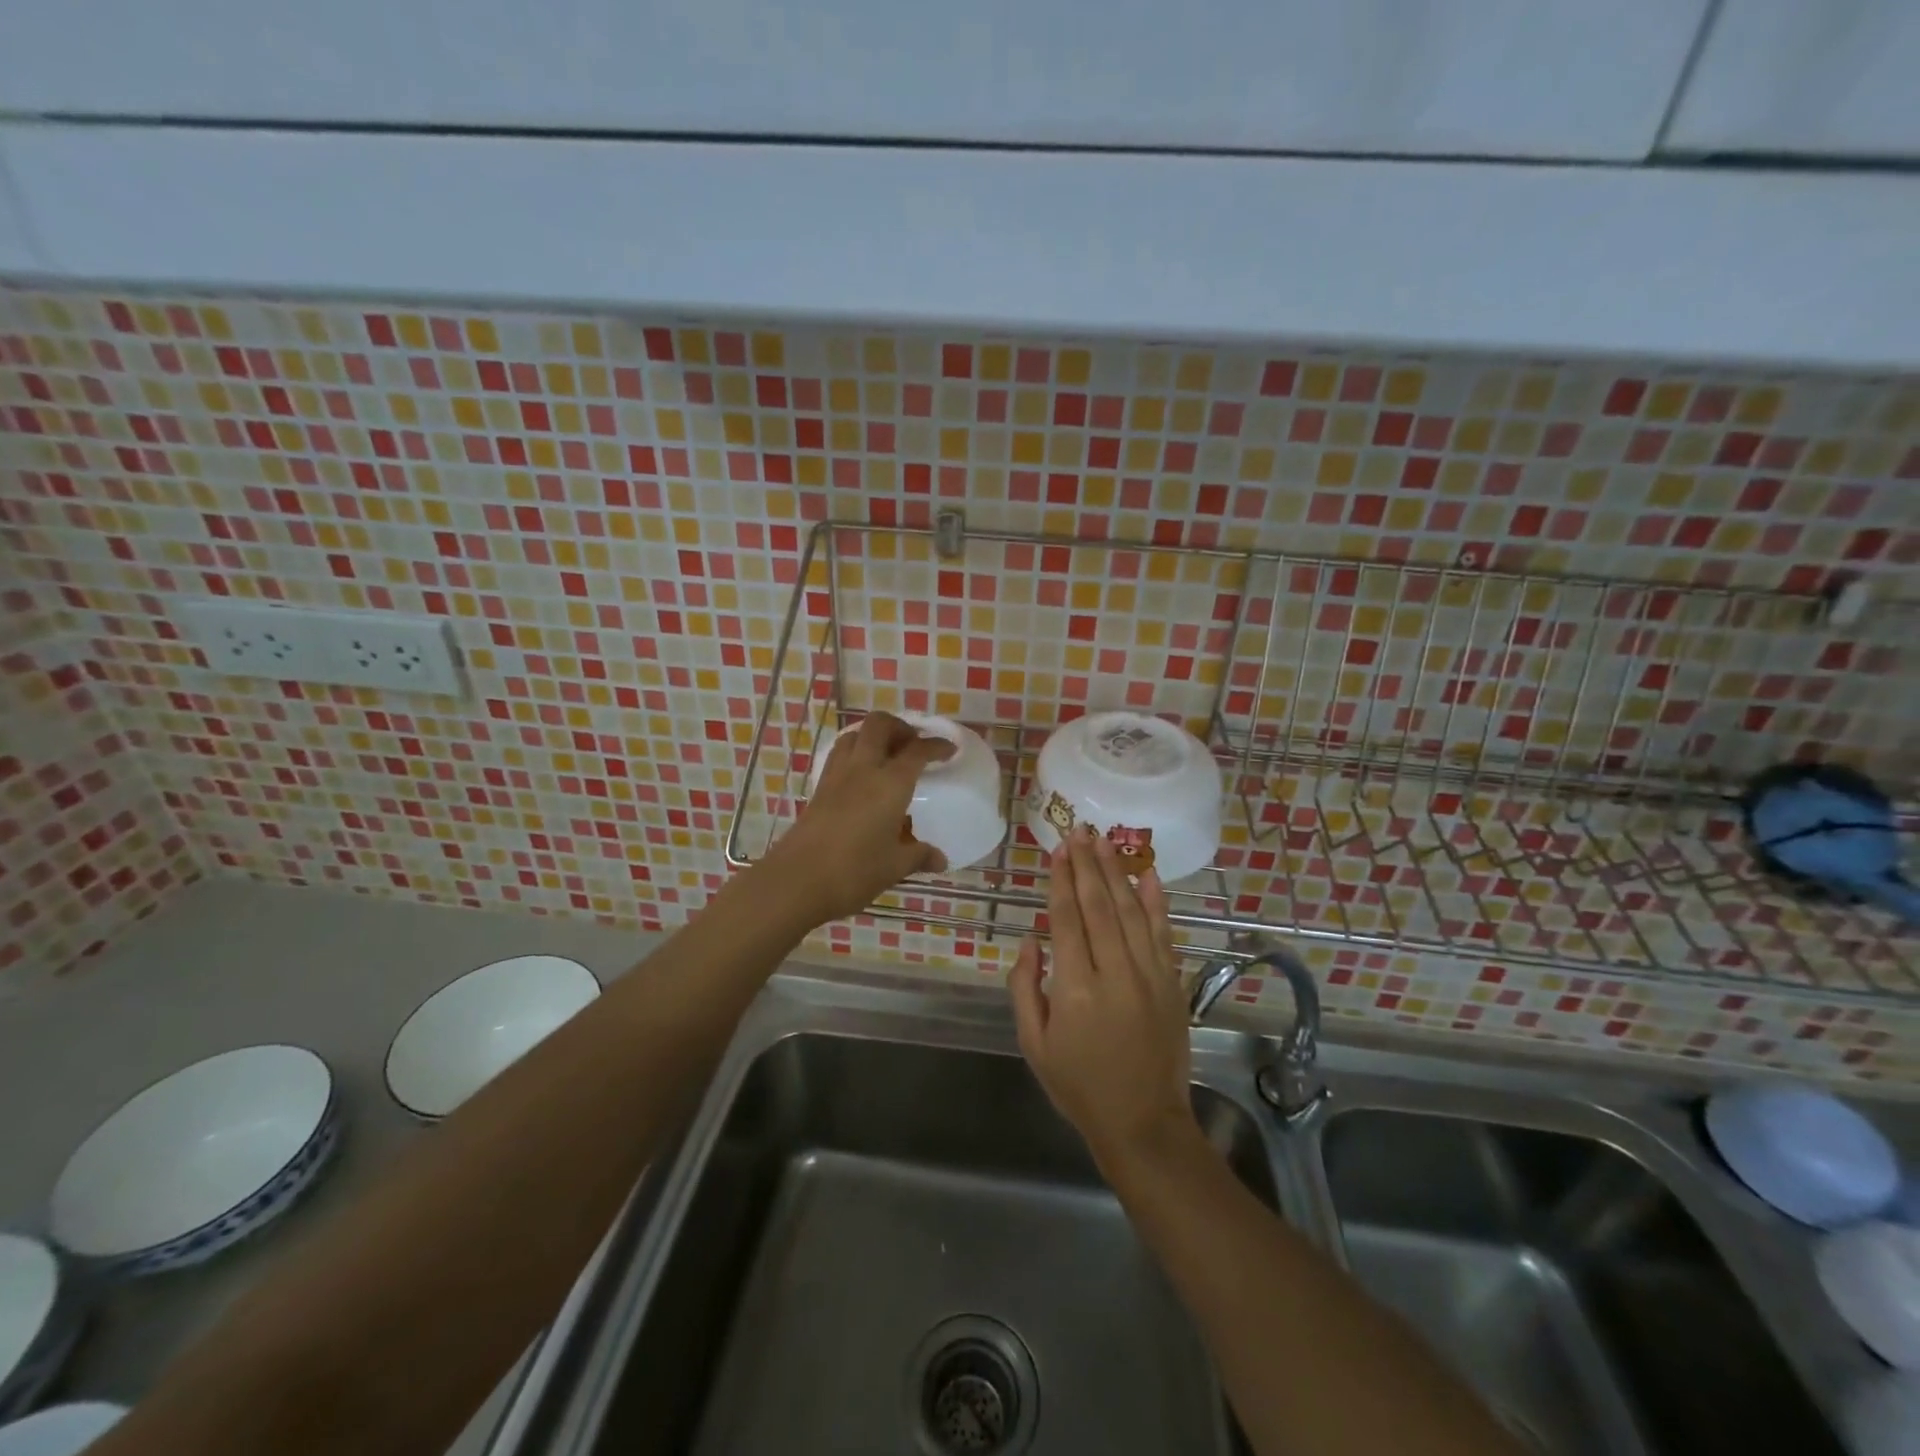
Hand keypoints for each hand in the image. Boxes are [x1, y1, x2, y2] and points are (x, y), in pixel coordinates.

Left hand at [764, 711, 954, 924]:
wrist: (796, 880)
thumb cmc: (853, 871)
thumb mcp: (894, 866)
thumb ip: (919, 856)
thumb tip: (940, 859)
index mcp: (890, 783)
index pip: (917, 750)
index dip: (936, 745)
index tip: (950, 750)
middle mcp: (863, 769)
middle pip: (880, 725)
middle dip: (901, 727)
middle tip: (914, 746)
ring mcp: (836, 776)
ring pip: (854, 734)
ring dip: (874, 736)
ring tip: (888, 756)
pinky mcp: (818, 788)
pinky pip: (839, 755)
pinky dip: (855, 753)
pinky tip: (862, 777)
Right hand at [1009, 826, 1198, 1171]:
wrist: (1143, 1124)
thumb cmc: (1079, 1085)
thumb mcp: (1034, 1044)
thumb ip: (1025, 987)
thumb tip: (1030, 940)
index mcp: (1076, 990)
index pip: (1066, 920)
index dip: (1060, 882)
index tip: (1057, 851)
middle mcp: (1115, 974)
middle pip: (1100, 906)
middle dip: (1087, 865)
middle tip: (1079, 832)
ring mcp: (1149, 977)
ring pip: (1132, 912)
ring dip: (1116, 873)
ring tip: (1104, 843)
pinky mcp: (1172, 984)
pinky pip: (1163, 934)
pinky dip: (1157, 902)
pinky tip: (1149, 875)